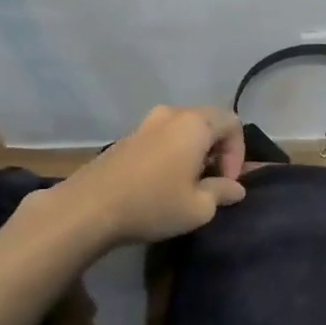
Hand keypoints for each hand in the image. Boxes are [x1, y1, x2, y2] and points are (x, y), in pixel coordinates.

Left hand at [30, 104, 247, 251]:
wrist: (87, 209)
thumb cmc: (152, 204)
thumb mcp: (200, 207)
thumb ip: (223, 192)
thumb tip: (235, 188)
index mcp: (194, 124)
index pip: (233, 123)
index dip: (239, 153)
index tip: (228, 182)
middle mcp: (171, 115)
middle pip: (209, 122)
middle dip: (219, 150)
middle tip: (214, 181)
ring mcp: (145, 124)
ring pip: (185, 130)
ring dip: (196, 152)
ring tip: (190, 183)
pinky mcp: (127, 139)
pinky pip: (163, 138)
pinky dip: (174, 154)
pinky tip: (165, 182)